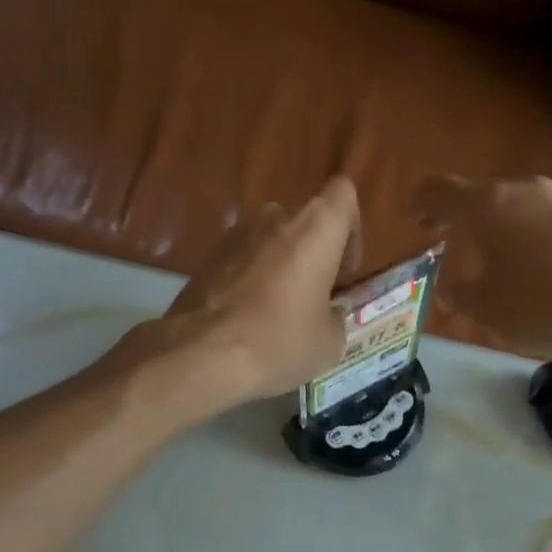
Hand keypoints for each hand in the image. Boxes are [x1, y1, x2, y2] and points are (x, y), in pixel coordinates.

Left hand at [151, 176, 362, 401]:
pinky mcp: (206, 258)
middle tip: (313, 301)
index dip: (350, 231)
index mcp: (314, 229)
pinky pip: (242, 262)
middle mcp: (274, 218)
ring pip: (271, 243)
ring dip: (281, 269)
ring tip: (278, 315)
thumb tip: (327, 314)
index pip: (343, 196)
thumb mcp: (329, 343)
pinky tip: (248, 322)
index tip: (343, 274)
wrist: (201, 356)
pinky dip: (251, 283)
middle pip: (304, 224)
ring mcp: (234, 235)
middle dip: (313, 257)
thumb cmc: (279, 342)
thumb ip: (336, 317)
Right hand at [412, 175, 551, 360]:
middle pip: (481, 197)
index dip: (420, 205)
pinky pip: (548, 220)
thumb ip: (461, 296)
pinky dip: (533, 239)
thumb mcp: (491, 312)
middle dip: (463, 223)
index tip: (416, 222)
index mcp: (488, 206)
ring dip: (501, 232)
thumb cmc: (549, 306)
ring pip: (517, 208)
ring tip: (502, 269)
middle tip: (455, 251)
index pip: (438, 191)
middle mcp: (524, 189)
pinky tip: (545, 274)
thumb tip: (451, 287)